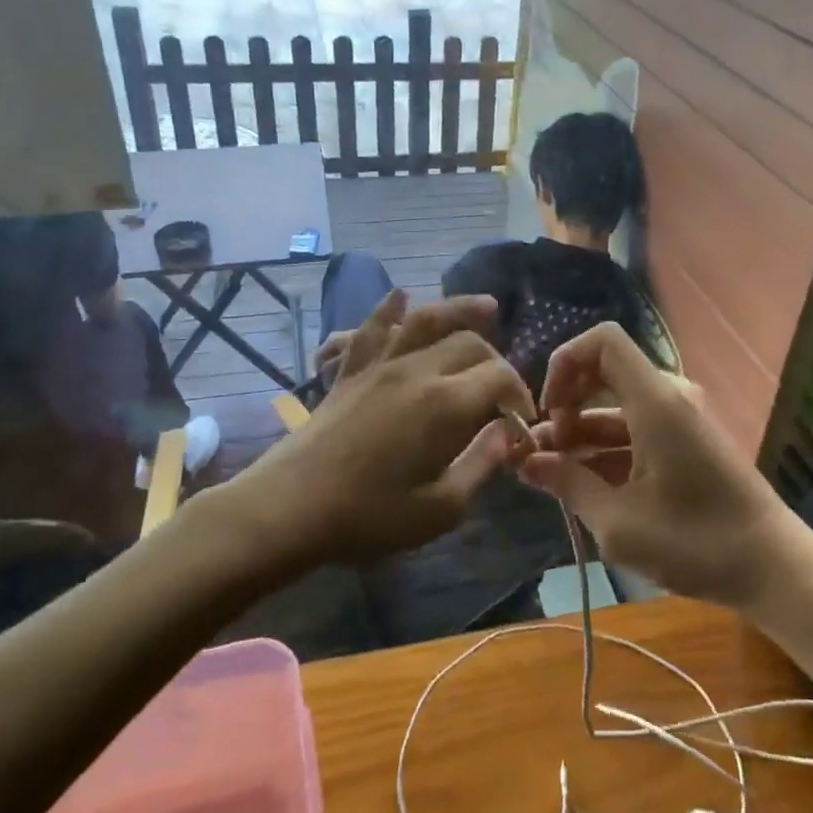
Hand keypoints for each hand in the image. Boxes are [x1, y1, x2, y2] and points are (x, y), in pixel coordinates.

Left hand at [261, 290, 534, 561]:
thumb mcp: (440, 509)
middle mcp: (416, 370)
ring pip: (425, 320)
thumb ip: (481, 465)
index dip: (520, 395)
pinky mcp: (350, 371)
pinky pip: (372, 329)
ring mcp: (379, 365)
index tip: (522, 422)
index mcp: (445, 404)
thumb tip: (508, 434)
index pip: (499, 377)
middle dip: (497, 359)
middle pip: (469, 343)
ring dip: (458, 308)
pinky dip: (388, 309)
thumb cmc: (369, 516)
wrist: (289, 507)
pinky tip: (400, 296)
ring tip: (485, 305)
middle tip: (503, 389)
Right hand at [520, 323, 794, 608]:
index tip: (546, 410)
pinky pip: (636, 426)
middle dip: (566, 403)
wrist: (773, 568)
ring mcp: (681, 417)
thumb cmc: (696, 543)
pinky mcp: (688, 440)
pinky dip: (606, 446)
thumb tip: (526, 462)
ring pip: (617, 404)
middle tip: (542, 449)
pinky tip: (583, 482)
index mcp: (656, 401)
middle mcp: (670, 396)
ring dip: (581, 431)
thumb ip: (568, 484)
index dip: (564, 362)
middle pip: (604, 371)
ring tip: (550, 472)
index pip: (603, 341)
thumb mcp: (618, 522)